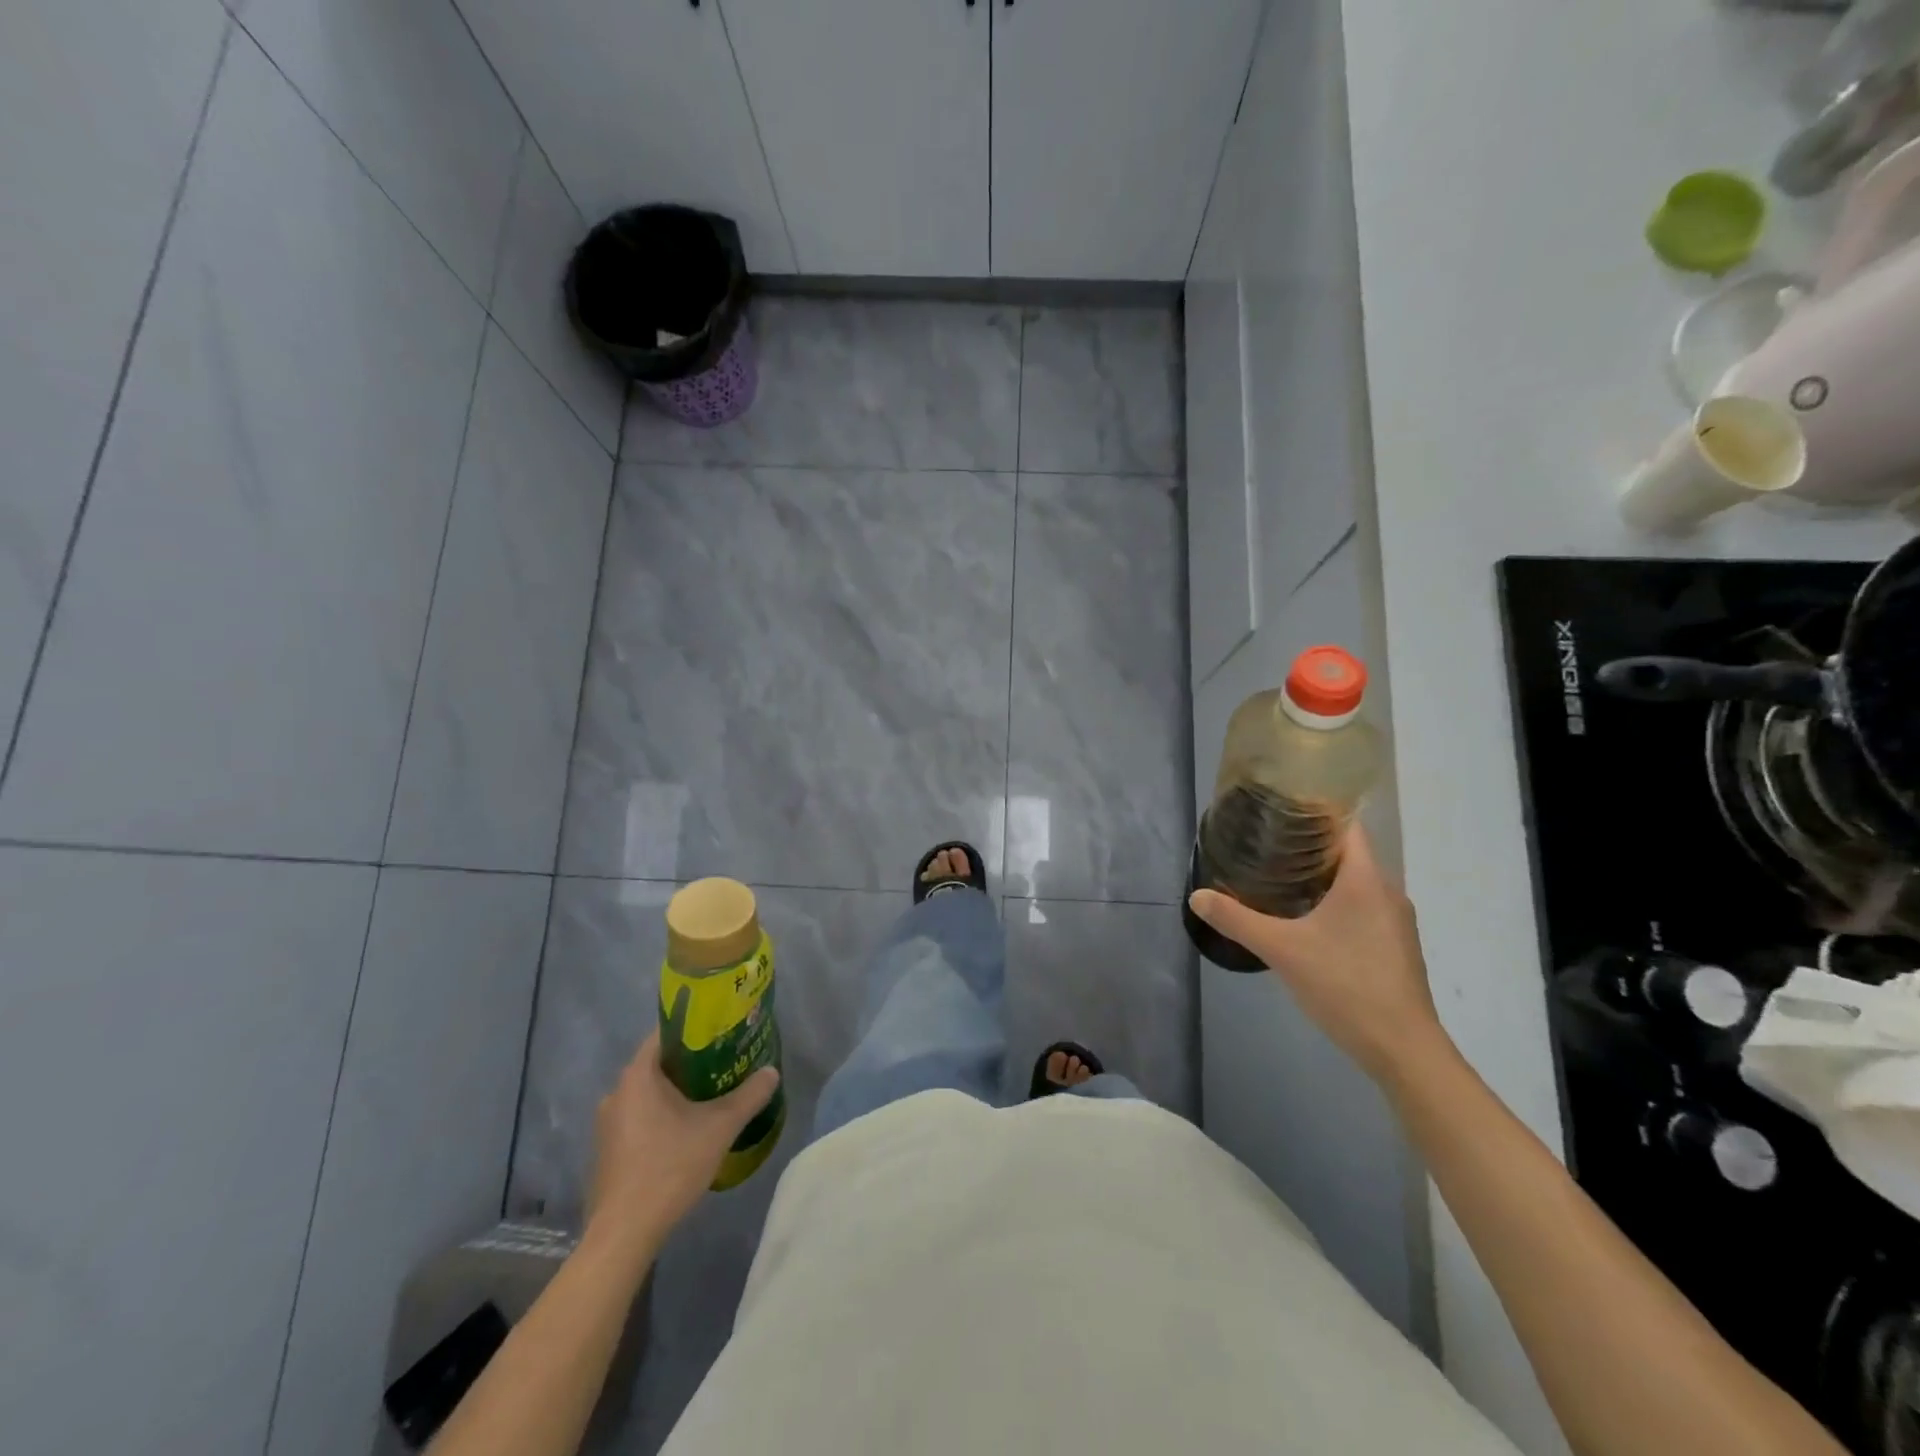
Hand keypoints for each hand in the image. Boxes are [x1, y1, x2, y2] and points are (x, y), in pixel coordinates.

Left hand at [585, 1030, 779, 1264]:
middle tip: (725, 1064)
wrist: (623, 1234)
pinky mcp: (607, 1151)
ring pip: (648, 1094)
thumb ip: (749, 1096)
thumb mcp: (720, 1127)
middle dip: (692, 1062)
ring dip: (676, 1093)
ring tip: (711, 1097)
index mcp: (638, 1075)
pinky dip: (661, 1116)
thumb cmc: (669, 1167)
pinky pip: (639, 1118)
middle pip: (659, 1064)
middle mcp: (616, 1092)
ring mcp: (608, 1124)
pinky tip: (686, 1132)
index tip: (722, 1032)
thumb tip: (771, 1072)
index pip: (666, 1033)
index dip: (695, 1028)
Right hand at [1187, 827, 1449, 1085]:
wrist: (1403, 1050)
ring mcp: (1395, 922)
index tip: (1278, 810)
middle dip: (1308, 846)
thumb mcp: (1281, 949)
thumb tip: (1197, 896)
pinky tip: (1305, 920)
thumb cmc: (1345, 985)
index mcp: (1365, 879)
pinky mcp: (1395, 947)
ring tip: (1278, 877)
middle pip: (1347, 853)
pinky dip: (1334, 903)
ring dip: (1321, 877)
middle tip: (1265, 844)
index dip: (1314, 812)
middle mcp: (1387, 892)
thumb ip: (1237, 920)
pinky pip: (1362, 908)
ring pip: (1355, 883)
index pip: (1346, 826)